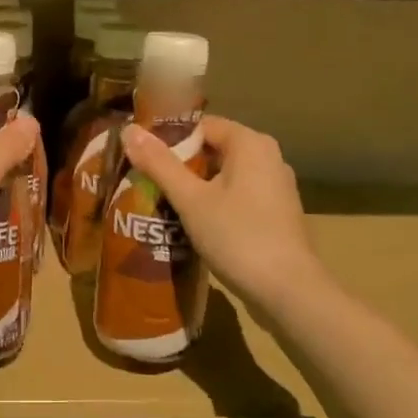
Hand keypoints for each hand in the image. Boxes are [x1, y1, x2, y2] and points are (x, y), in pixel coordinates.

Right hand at [120, 116, 325, 313]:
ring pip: (225, 175)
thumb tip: (129, 130)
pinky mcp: (277, 213)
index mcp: (250, 143)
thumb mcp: (190, 200)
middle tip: (146, 182)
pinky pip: (238, 196)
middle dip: (180, 165)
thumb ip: (159, 164)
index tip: (142, 158)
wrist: (288, 291)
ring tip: (162, 204)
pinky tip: (193, 224)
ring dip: (195, 187)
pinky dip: (215, 203)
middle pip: (213, 149)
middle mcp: (268, 157)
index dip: (169, 139)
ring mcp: (276, 186)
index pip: (201, 126)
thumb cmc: (237, 237)